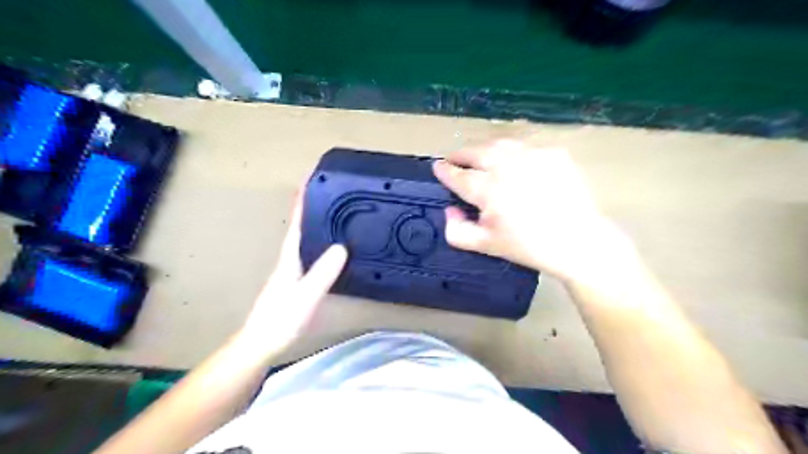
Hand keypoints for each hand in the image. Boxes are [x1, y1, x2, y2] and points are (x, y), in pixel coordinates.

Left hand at [235, 190, 345, 356]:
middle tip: (330, 191)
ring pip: (307, 239)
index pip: (297, 222)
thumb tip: (342, 246)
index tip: (311, 179)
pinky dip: (320, 243)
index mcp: (290, 257)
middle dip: (312, 206)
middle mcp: (290, 259)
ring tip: (335, 211)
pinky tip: (331, 248)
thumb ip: (322, 273)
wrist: (261, 345)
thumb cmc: (280, 320)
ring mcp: (292, 271)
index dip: (302, 200)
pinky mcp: (297, 282)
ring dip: (317, 223)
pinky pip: (311, 254)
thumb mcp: (305, 296)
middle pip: (302, 226)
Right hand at [436, 139, 630, 284]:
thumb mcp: (486, 245)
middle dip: (461, 154)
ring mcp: (532, 155)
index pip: (458, 174)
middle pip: (476, 151)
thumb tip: (449, 210)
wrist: (577, 241)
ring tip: (480, 156)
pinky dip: (513, 151)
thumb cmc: (528, 246)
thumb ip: (457, 230)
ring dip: (484, 148)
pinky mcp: (553, 153)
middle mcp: (507, 166)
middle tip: (455, 159)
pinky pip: (526, 146)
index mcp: (488, 190)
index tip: (438, 167)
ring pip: (499, 143)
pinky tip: (514, 162)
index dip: (445, 170)